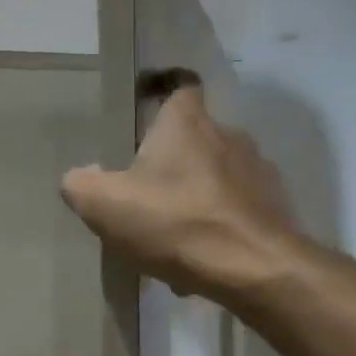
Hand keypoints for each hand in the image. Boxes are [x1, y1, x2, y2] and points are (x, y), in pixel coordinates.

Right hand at [60, 85, 300, 303]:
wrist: (255, 270)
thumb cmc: (175, 223)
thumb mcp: (103, 205)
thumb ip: (80, 184)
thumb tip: (80, 177)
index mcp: (186, 123)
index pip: (180, 85)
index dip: (162, 91)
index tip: (145, 106)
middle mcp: (228, 135)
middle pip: (194, 136)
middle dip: (170, 159)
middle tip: (143, 189)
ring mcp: (258, 172)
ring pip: (215, 175)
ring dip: (194, 195)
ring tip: (170, 232)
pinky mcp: (276, 208)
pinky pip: (235, 209)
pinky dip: (216, 225)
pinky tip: (198, 257)